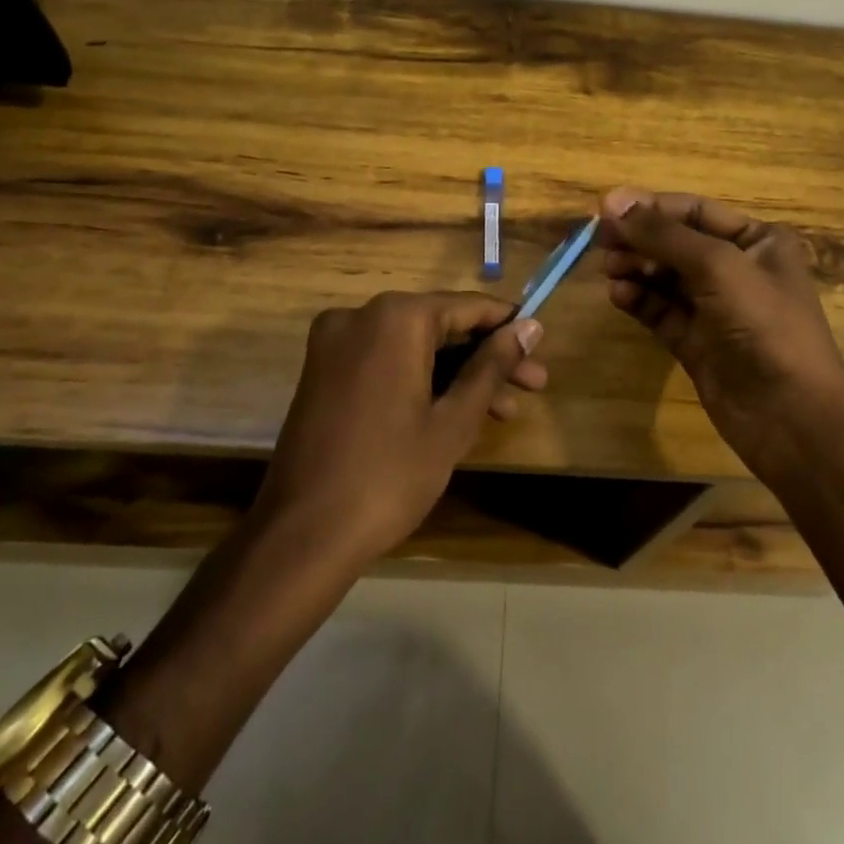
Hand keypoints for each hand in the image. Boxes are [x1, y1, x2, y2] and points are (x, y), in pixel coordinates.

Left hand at [256, 292, 545, 564]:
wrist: (303, 536)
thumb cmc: (390, 475)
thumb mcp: (454, 420)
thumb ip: (493, 365)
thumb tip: (530, 327)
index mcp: (395, 318)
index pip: (468, 307)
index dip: (509, 326)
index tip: (541, 347)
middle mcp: (360, 316)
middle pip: (441, 325)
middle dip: (488, 357)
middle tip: (533, 386)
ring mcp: (335, 343)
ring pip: (415, 346)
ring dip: (458, 373)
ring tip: (505, 411)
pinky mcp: (323, 372)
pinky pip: (386, 362)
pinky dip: (421, 380)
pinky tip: (457, 412)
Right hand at [599, 187, 843, 472]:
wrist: (792, 416)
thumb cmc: (765, 325)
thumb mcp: (717, 266)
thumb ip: (663, 234)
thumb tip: (613, 201)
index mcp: (758, 241)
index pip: (695, 211)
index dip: (650, 207)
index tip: (604, 208)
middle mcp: (738, 269)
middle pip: (676, 243)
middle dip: (639, 239)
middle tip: (600, 241)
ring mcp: (716, 308)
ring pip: (664, 277)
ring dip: (636, 268)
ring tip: (610, 270)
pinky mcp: (696, 342)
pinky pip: (661, 311)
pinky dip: (639, 300)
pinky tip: (619, 296)